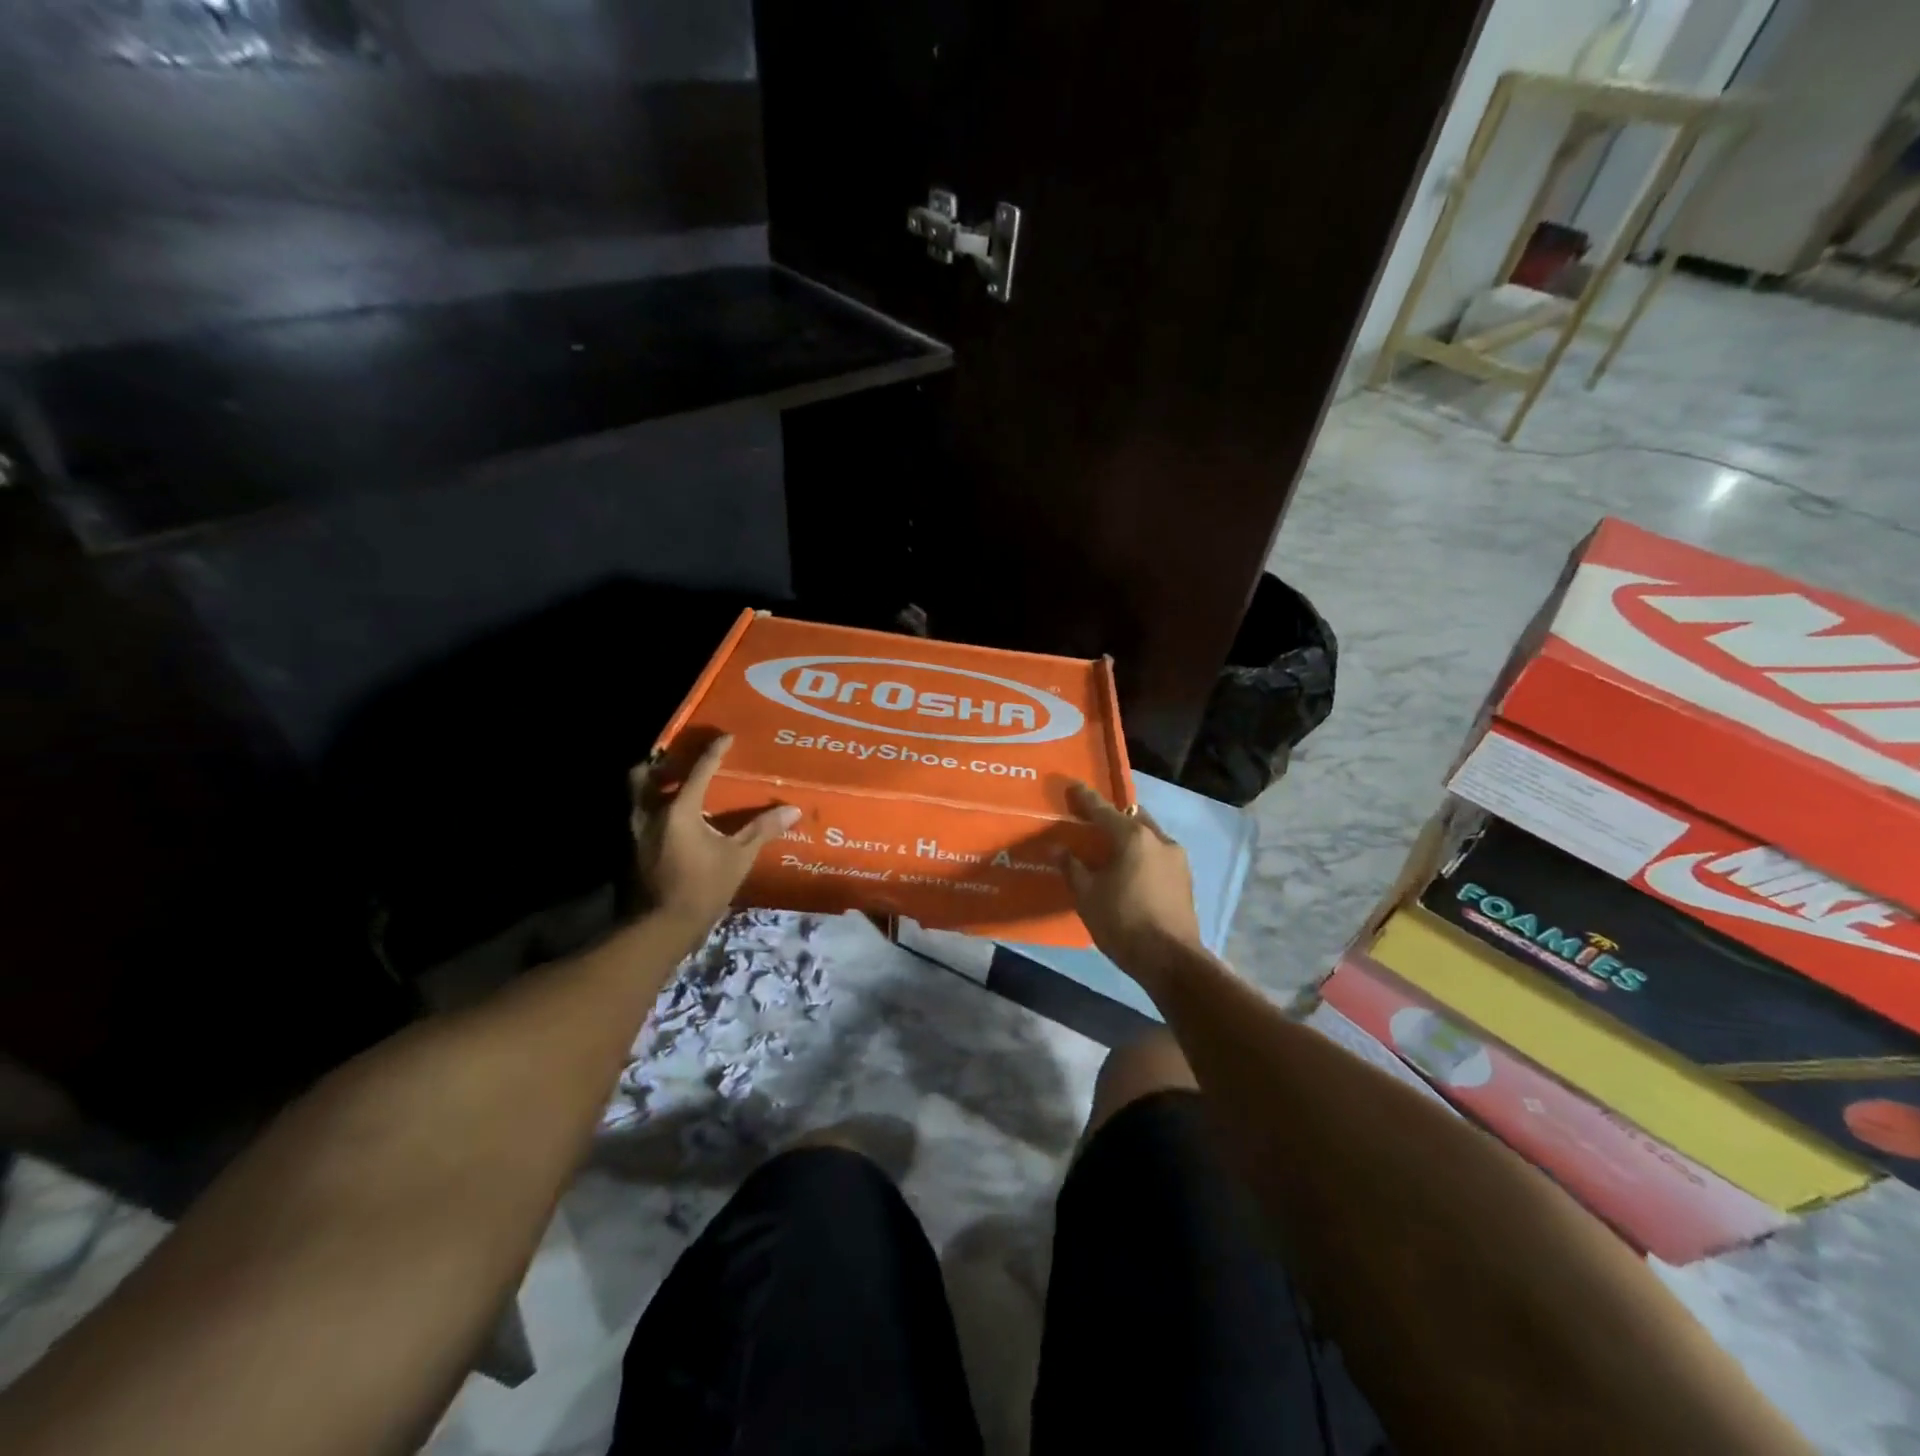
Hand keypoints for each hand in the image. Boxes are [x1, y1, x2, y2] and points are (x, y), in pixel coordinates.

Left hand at [630, 735, 798, 934]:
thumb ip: (761, 830)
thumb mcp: (738, 858)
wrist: (662, 926)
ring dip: (652, 785)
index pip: (700, 770)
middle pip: (645, 774)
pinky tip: (671, 820)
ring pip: (636, 795)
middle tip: (679, 762)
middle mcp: (652, 812)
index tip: (727, 737)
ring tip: (673, 786)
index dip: (715, 751)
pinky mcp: (633, 849)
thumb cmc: (703, 887)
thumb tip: (792, 810)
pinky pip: (639, 816)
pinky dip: (652, 808)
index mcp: (680, 809)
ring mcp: (637, 831)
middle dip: (660, 763)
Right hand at [1062, 782, 1203, 978]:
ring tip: (1111, 848)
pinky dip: (1141, 854)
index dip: (1085, 798)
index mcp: (1133, 837)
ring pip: (1148, 836)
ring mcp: (1177, 859)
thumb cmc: (1123, 922)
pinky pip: (1157, 854)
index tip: (1072, 786)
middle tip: (1092, 822)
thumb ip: (1072, 867)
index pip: (1103, 809)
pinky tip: (1130, 869)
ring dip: (1129, 837)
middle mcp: (1159, 839)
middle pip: (1131, 818)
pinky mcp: (1185, 879)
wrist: (1171, 960)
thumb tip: (1057, 849)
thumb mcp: (1087, 896)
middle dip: (1113, 817)